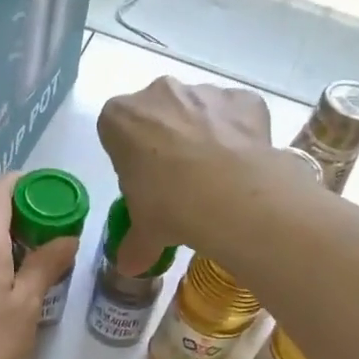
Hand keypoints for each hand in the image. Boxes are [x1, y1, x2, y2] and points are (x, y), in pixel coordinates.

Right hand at [97, 77, 270, 273]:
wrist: (232, 196)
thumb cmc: (169, 206)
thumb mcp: (145, 231)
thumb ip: (135, 243)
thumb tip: (129, 267)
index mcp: (120, 118)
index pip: (115, 131)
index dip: (129, 157)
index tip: (143, 183)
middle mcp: (159, 93)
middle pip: (157, 114)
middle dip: (165, 140)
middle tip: (178, 182)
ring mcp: (204, 91)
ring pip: (198, 110)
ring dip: (203, 135)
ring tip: (215, 179)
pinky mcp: (243, 99)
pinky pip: (236, 115)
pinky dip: (238, 133)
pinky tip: (242, 166)